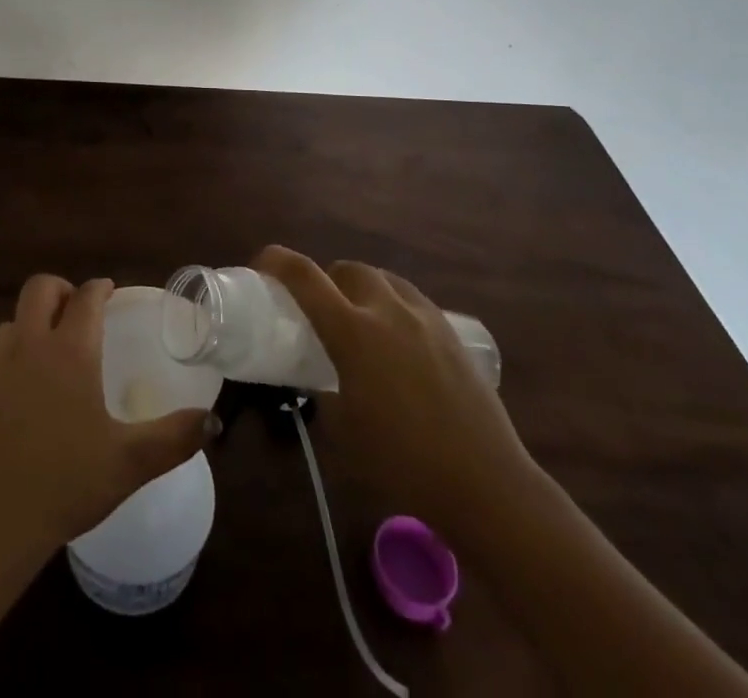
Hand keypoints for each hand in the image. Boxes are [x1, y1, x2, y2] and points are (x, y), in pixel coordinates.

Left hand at [0, 275, 214, 566]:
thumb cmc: (66, 483)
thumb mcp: (130, 463)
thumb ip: (175, 438)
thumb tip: (213, 420)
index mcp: (70, 351)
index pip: (85, 297)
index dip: (99, 288)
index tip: (110, 291)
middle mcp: (29, 347)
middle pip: (38, 289)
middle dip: (61, 290)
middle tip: (78, 314)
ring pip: (10, 323)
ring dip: (30, 324)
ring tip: (49, 350)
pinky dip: (6, 362)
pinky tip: (17, 390)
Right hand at [255, 246, 533, 537]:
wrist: (485, 486)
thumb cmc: (403, 465)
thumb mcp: (342, 430)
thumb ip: (323, 392)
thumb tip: (318, 381)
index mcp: (352, 332)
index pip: (304, 276)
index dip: (276, 261)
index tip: (262, 264)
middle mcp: (387, 311)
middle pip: (348, 269)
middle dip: (328, 280)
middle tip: (321, 311)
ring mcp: (424, 318)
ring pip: (383, 278)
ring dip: (363, 289)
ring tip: (362, 322)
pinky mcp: (451, 332)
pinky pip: (412, 299)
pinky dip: (394, 304)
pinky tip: (399, 340)